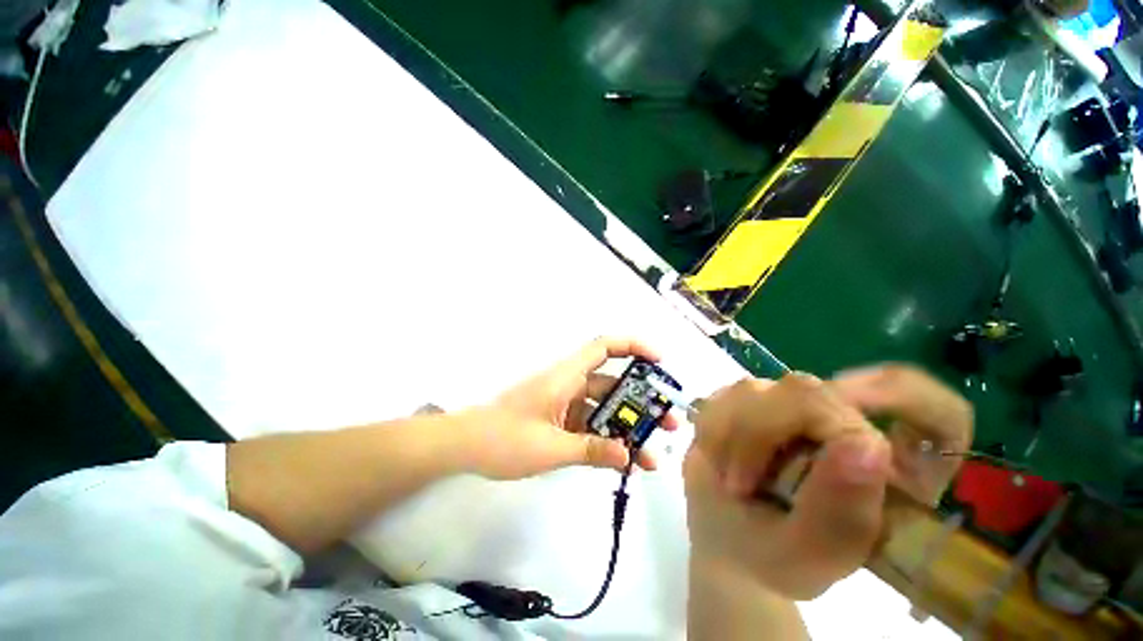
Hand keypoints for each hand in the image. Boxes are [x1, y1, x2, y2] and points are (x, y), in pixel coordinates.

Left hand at [461, 337, 678, 480]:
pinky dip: (607, 440)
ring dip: (627, 428)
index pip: (604, 347)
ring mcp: (566, 404)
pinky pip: (591, 425)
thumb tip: (629, 455)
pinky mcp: (560, 421)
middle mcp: (570, 384)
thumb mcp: (551, 447)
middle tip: (669, 422)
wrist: (465, 446)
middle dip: (642, 402)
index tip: (659, 361)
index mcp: (566, 376)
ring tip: (652, 454)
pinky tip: (623, 460)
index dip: (633, 346)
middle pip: (613, 384)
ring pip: (604, 409)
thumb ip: (591, 450)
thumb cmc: (504, 439)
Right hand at [685, 367, 971, 600]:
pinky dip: (714, 429)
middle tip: (742, 483)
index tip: (852, 426)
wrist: (727, 538)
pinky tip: (718, 457)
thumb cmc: (776, 557)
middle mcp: (845, 422)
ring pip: (762, 390)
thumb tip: (865, 443)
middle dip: (764, 434)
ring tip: (731, 480)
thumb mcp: (813, 557)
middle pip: (817, 393)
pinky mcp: (751, 397)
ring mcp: (790, 403)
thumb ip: (843, 514)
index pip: (936, 411)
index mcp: (892, 467)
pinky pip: (726, 394)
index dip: (906, 399)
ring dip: (733, 437)